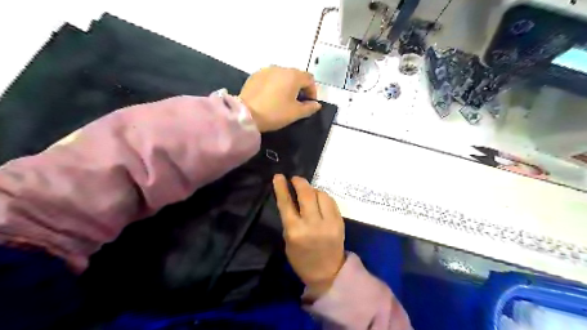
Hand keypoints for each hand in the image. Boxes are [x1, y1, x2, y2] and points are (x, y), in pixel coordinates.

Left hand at [237, 66, 320, 132]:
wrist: (246, 114)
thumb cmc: (275, 113)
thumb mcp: (295, 113)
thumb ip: (309, 108)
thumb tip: (317, 104)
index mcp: (293, 76)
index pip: (309, 79)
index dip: (313, 91)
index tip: (310, 103)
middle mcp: (281, 68)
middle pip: (296, 75)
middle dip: (300, 87)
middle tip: (298, 102)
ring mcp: (266, 70)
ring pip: (283, 75)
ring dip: (287, 85)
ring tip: (284, 99)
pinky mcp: (255, 75)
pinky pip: (270, 78)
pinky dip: (275, 85)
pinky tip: (271, 97)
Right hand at [273, 174, 344, 299]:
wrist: (327, 272)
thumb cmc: (302, 259)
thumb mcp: (288, 240)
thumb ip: (290, 219)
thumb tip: (292, 198)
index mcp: (295, 231)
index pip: (286, 203)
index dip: (281, 187)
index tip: (279, 176)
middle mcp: (312, 224)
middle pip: (306, 194)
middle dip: (299, 182)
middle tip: (295, 179)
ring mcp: (329, 222)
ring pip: (321, 194)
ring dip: (312, 189)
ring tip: (308, 191)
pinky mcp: (340, 222)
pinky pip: (331, 201)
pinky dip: (323, 196)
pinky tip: (319, 198)